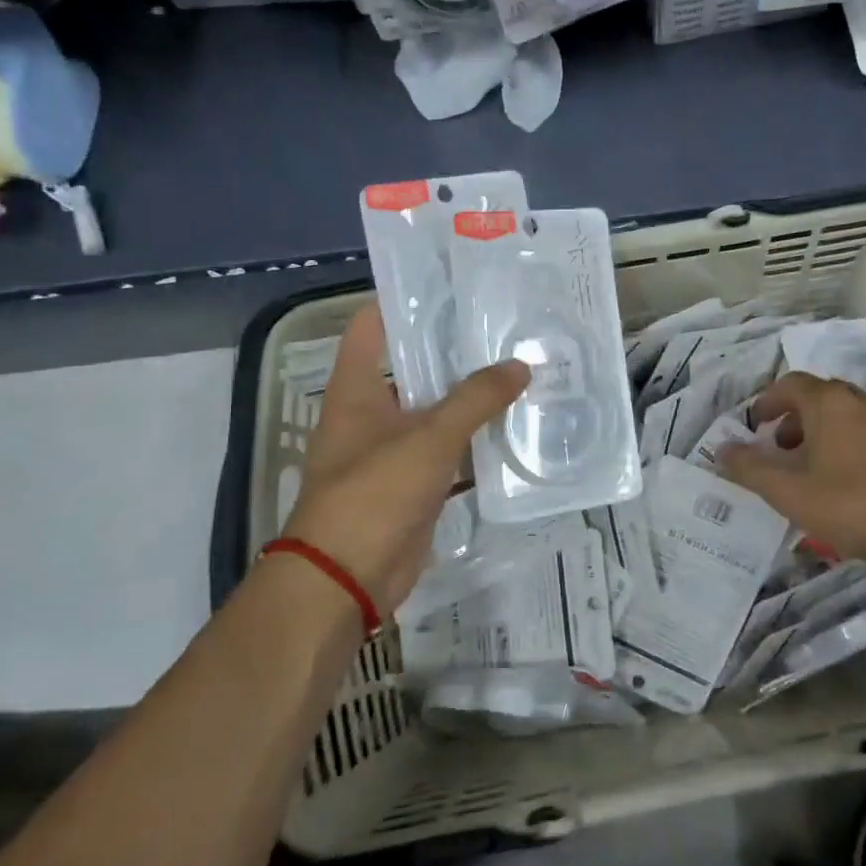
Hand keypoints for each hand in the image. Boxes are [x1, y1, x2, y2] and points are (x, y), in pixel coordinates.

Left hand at [282, 305, 529, 616]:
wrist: (346, 580)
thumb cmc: (374, 493)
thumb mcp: (429, 438)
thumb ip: (476, 398)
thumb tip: (520, 366)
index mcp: (357, 388)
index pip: (373, 325)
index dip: (405, 300)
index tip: (452, 285)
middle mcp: (371, 411)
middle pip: (412, 365)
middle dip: (453, 349)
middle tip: (504, 326)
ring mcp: (391, 449)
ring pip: (435, 409)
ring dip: (470, 396)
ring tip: (519, 368)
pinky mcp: (412, 483)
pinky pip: (448, 450)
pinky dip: (475, 440)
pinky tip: (513, 426)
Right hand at [719, 372, 865, 584]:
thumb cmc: (847, 504)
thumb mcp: (786, 490)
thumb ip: (749, 467)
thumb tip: (721, 449)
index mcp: (829, 403)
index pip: (791, 384)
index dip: (768, 401)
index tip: (755, 424)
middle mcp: (861, 402)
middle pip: (819, 396)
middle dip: (794, 418)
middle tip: (779, 447)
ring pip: (846, 415)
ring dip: (821, 432)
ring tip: (809, 468)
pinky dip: (847, 445)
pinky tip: (844, 481)